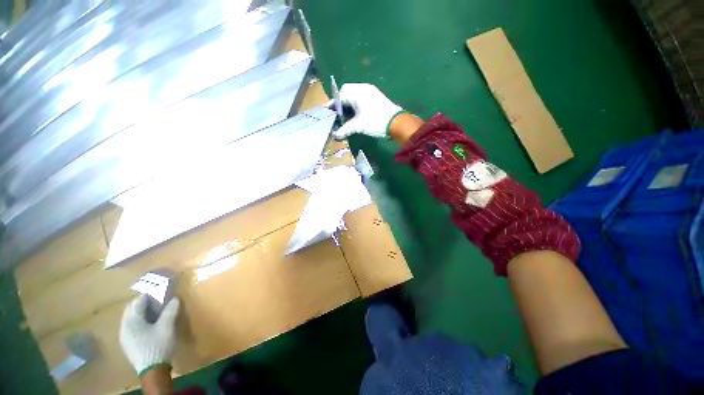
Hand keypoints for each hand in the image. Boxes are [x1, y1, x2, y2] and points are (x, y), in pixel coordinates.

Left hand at [120, 295, 179, 375]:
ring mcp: (124, 336)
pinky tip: (150, 325)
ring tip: (156, 312)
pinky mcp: (128, 343)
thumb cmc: (158, 345)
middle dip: (144, 303)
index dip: (150, 295)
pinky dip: (140, 321)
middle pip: (132, 309)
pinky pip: (131, 326)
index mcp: (131, 321)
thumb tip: (174, 298)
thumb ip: (170, 310)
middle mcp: (124, 326)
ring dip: (142, 312)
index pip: (138, 301)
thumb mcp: (167, 326)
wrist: (152, 370)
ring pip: (131, 318)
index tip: (162, 292)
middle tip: (159, 301)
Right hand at [332, 83, 403, 139]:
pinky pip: (361, 98)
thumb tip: (335, 136)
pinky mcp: (376, 98)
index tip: (329, 113)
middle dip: (341, 103)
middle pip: (347, 92)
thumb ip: (345, 129)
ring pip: (355, 96)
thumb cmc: (375, 121)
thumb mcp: (358, 126)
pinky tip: (355, 115)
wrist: (397, 123)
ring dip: (349, 105)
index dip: (334, 104)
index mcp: (358, 91)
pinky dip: (356, 106)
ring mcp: (371, 92)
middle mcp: (363, 88)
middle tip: (338, 115)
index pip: (341, 94)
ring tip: (345, 117)